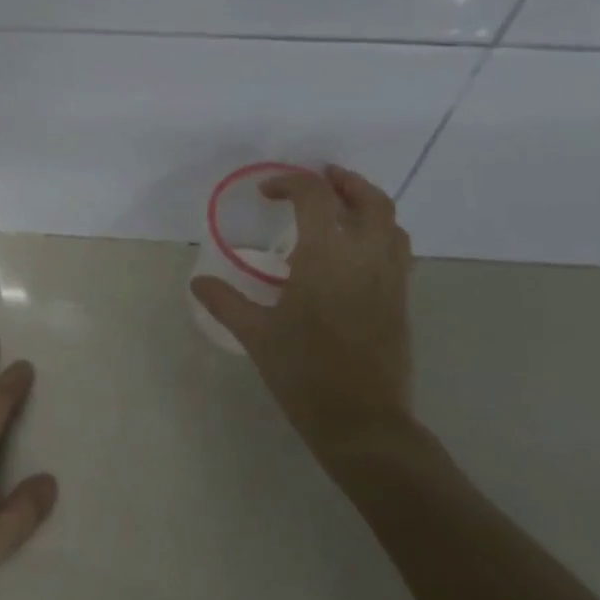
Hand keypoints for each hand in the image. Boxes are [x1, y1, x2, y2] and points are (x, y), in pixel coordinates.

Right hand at [191, 165, 415, 461]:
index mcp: (326, 258)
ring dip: (368, 205)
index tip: (267, 192)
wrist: (361, 420)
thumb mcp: (256, 335)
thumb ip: (226, 302)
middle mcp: (365, 258)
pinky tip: (356, 254)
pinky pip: (398, 251)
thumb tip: (198, 282)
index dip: (290, 183)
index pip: (315, 198)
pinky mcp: (401, 301)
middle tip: (322, 178)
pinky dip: (380, 235)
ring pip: (392, 224)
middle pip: (369, 200)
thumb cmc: (303, 373)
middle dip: (345, 182)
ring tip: (342, 209)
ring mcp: (390, 279)